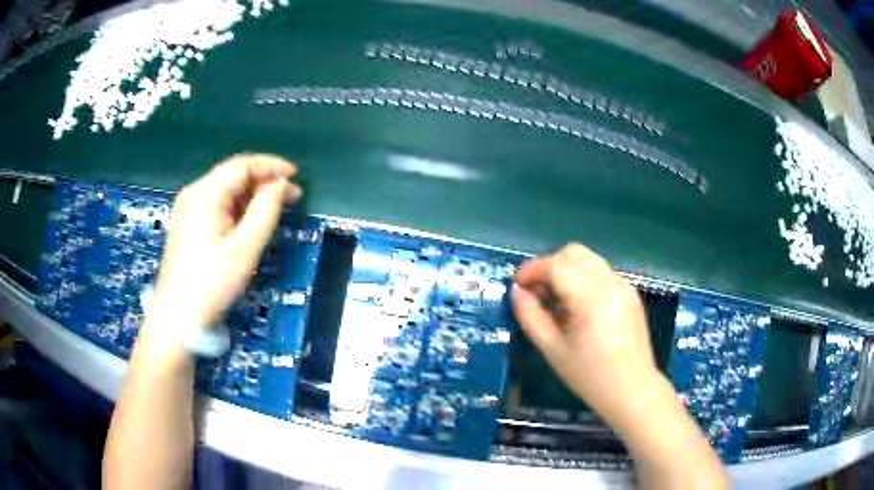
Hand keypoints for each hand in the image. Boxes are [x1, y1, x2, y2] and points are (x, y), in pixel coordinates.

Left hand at [149, 154, 300, 330]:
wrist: (177, 316)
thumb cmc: (212, 283)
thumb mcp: (245, 248)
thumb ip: (266, 211)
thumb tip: (281, 185)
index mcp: (206, 194)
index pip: (243, 165)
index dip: (271, 165)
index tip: (296, 176)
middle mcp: (195, 193)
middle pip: (233, 175)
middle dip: (264, 181)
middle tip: (291, 196)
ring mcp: (189, 208)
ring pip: (226, 189)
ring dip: (252, 194)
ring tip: (276, 209)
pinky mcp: (188, 223)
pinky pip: (218, 204)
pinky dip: (238, 207)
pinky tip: (251, 220)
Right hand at [512, 243, 658, 421]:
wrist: (633, 391)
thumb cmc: (590, 376)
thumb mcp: (553, 350)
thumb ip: (531, 317)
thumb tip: (517, 291)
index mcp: (592, 296)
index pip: (557, 265)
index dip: (532, 269)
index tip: (517, 285)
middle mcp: (611, 282)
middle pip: (574, 253)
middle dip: (549, 265)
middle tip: (536, 291)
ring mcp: (624, 286)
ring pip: (589, 260)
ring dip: (566, 270)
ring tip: (555, 299)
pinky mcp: (631, 294)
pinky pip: (601, 274)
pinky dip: (583, 279)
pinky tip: (578, 307)